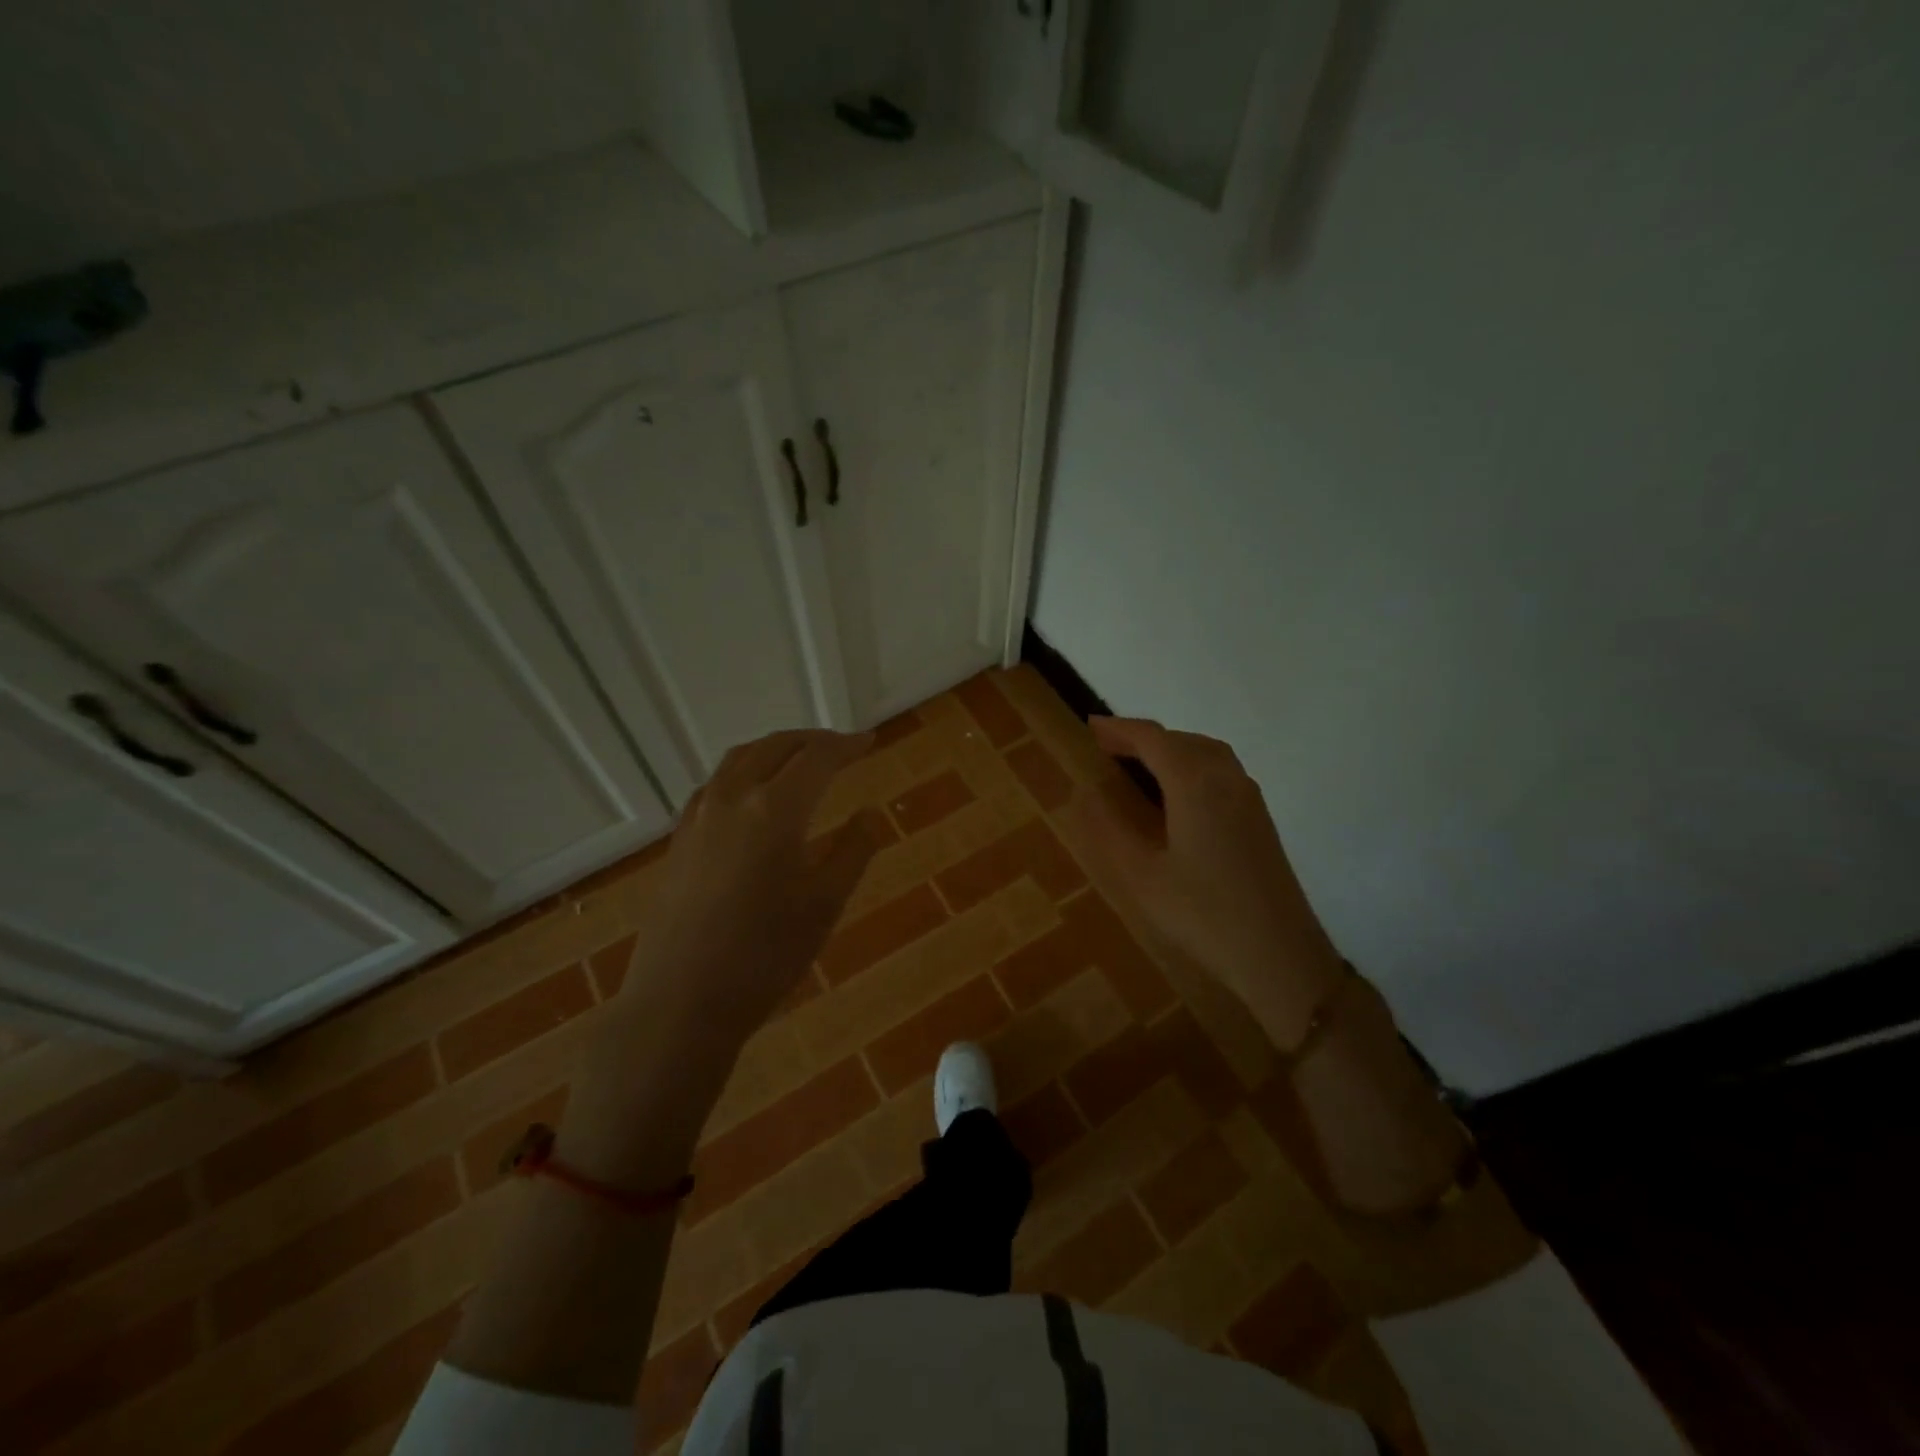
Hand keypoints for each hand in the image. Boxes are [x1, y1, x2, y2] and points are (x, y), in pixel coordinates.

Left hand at [560, 729, 876, 1187]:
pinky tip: (754, 794)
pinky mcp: (679, 838)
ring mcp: (699, 816)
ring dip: (776, 749)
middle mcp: (732, 798)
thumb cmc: (764, 956)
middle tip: (842, 747)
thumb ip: (853, 850)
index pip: (817, 758)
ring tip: (801, 759)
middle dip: (813, 740)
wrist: (681, 1001)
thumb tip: (869, 813)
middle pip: (776, 747)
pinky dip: (745, 771)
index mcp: (774, 809)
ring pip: (740, 759)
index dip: (847, 745)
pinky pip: (717, 783)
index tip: (869, 741)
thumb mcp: (825, 904)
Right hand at [1071, 717, 1344, 1047]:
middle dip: (1143, 737)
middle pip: (1181, 739)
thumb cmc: (1203, 914)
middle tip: (1107, 749)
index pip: (1152, 738)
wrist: (1279, 955)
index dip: (1119, 729)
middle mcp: (1226, 778)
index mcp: (1195, 783)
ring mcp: (1248, 798)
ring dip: (1170, 748)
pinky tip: (1177, 796)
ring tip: (1138, 766)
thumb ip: (1108, 829)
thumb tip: (1085, 793)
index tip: (1089, 727)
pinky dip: (1191, 765)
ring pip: (1206, 752)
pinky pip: (1220, 771)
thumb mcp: (1141, 876)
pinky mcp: (1259, 819)